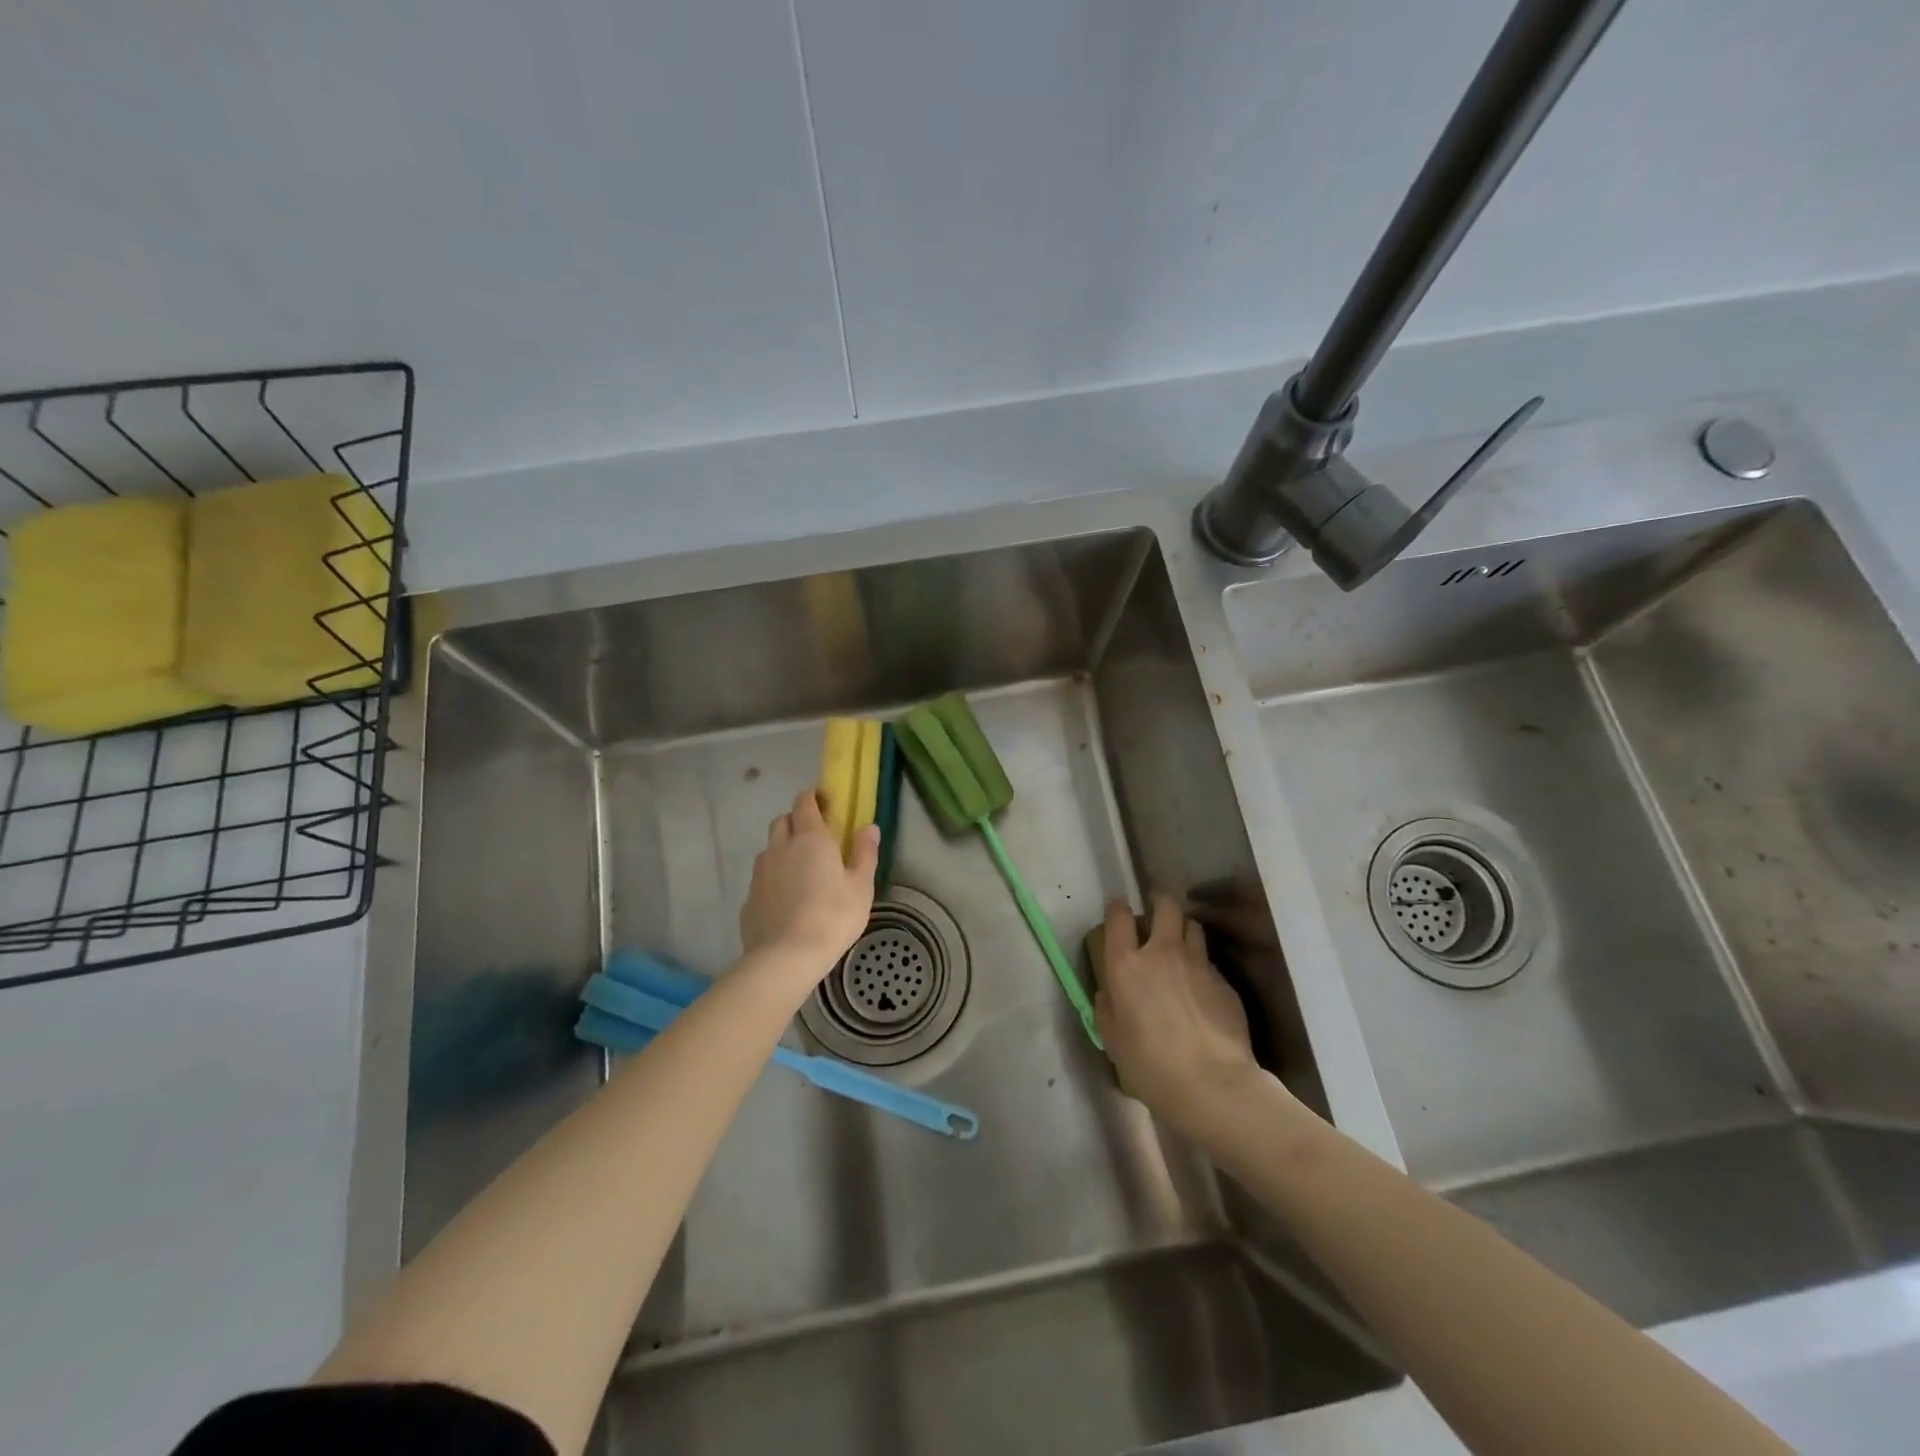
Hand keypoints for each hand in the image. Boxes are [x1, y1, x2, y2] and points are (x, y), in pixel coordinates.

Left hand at [739, 790, 879, 979]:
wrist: (786, 957)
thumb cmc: (833, 917)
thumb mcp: (861, 886)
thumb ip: (865, 853)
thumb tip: (869, 827)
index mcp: (810, 839)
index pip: (804, 803)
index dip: (812, 797)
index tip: (824, 801)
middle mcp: (780, 848)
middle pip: (782, 821)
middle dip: (795, 821)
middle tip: (814, 837)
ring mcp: (760, 873)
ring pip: (769, 849)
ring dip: (782, 850)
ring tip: (800, 871)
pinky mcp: (749, 898)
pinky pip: (761, 878)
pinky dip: (773, 879)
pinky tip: (785, 899)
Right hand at [1095, 894, 1260, 1141]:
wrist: (1212, 1085)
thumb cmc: (1150, 1067)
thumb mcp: (1113, 1041)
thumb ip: (1107, 1009)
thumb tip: (1111, 994)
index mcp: (1126, 965)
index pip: (1119, 916)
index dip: (1117, 911)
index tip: (1118, 917)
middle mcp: (1162, 953)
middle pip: (1165, 905)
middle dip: (1159, 904)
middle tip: (1155, 918)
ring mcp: (1198, 964)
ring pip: (1193, 926)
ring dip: (1183, 930)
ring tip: (1180, 948)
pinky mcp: (1225, 982)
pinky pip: (1210, 962)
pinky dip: (1202, 967)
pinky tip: (1201, 991)